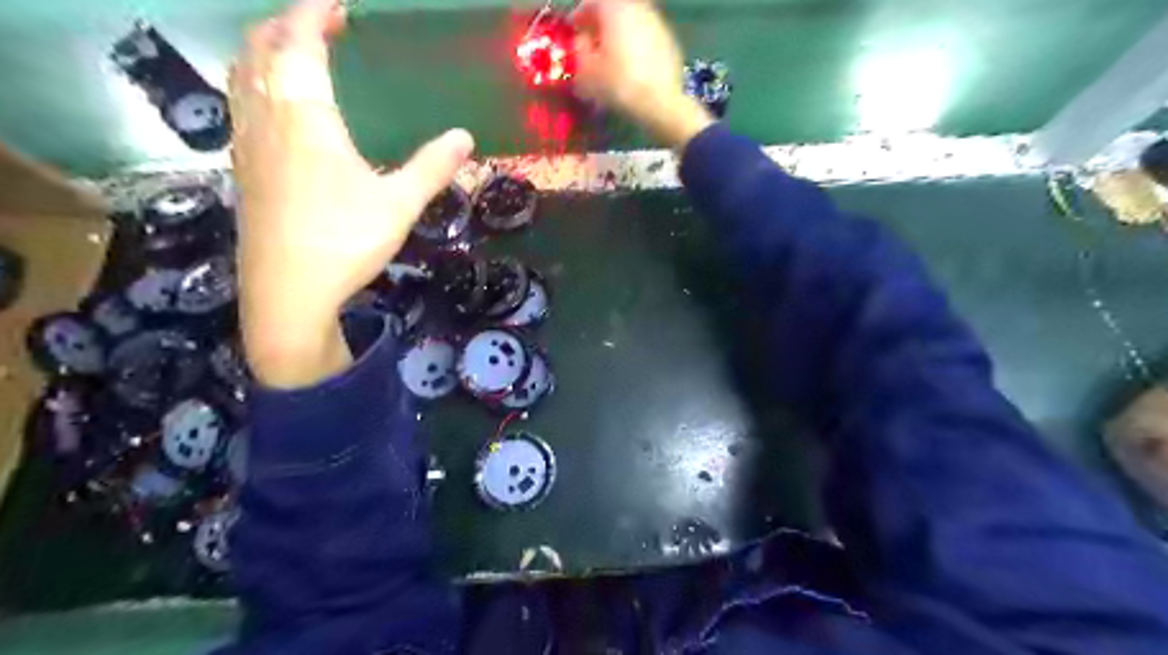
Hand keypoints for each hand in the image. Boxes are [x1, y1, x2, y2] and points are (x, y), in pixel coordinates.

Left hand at [230, 0, 473, 388]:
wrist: (288, 293)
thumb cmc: (344, 242)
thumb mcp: (399, 205)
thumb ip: (432, 167)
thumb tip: (466, 138)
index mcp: (305, 118)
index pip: (298, 44)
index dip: (313, 14)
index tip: (335, 4)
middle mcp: (267, 120)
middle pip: (259, 50)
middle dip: (285, 26)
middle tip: (318, 26)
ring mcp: (248, 145)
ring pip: (243, 77)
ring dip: (265, 53)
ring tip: (295, 55)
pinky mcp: (243, 170)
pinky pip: (242, 106)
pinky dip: (258, 86)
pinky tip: (280, 110)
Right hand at [575, 1, 712, 147]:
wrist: (660, 102)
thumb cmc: (618, 83)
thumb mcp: (586, 71)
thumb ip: (578, 49)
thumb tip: (581, 41)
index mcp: (614, 8)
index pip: (591, 2)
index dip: (578, 17)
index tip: (573, 33)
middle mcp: (637, 8)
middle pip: (613, 9)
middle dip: (601, 25)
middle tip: (591, 44)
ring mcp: (657, 23)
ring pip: (631, 22)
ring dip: (619, 35)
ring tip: (611, 58)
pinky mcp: (669, 41)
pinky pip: (646, 37)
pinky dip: (635, 46)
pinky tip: (631, 68)